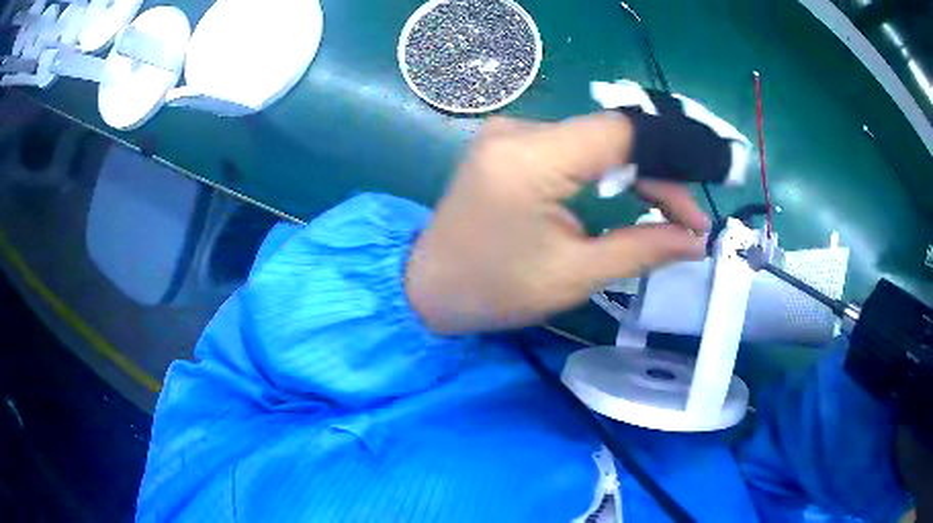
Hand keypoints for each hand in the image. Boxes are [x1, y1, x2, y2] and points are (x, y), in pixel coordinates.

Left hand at [406, 112, 709, 334]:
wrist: (427, 287)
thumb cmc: (494, 290)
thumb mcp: (574, 275)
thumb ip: (642, 249)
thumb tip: (697, 239)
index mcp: (530, 159)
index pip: (622, 132)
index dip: (675, 155)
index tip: (708, 187)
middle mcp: (518, 130)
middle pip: (612, 135)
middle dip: (660, 174)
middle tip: (690, 219)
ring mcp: (510, 131)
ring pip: (597, 140)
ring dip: (638, 173)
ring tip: (671, 216)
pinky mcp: (509, 143)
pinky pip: (574, 146)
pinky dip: (608, 170)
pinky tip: (631, 197)